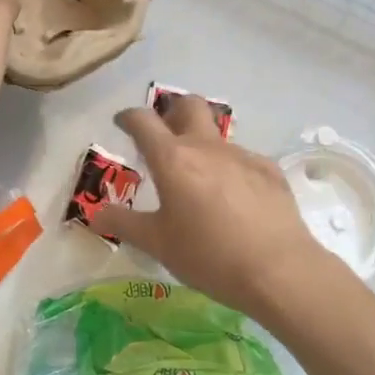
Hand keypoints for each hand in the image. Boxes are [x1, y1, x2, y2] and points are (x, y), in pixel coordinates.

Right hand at [90, 95, 353, 327]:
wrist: (279, 270)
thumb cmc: (209, 256)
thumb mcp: (158, 244)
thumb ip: (124, 224)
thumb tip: (95, 213)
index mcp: (173, 159)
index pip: (143, 121)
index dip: (128, 117)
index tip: (121, 122)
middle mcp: (206, 147)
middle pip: (188, 104)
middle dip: (172, 110)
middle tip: (164, 134)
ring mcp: (241, 155)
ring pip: (216, 134)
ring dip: (202, 144)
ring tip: (199, 178)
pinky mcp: (268, 170)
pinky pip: (242, 158)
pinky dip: (230, 169)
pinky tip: (234, 199)